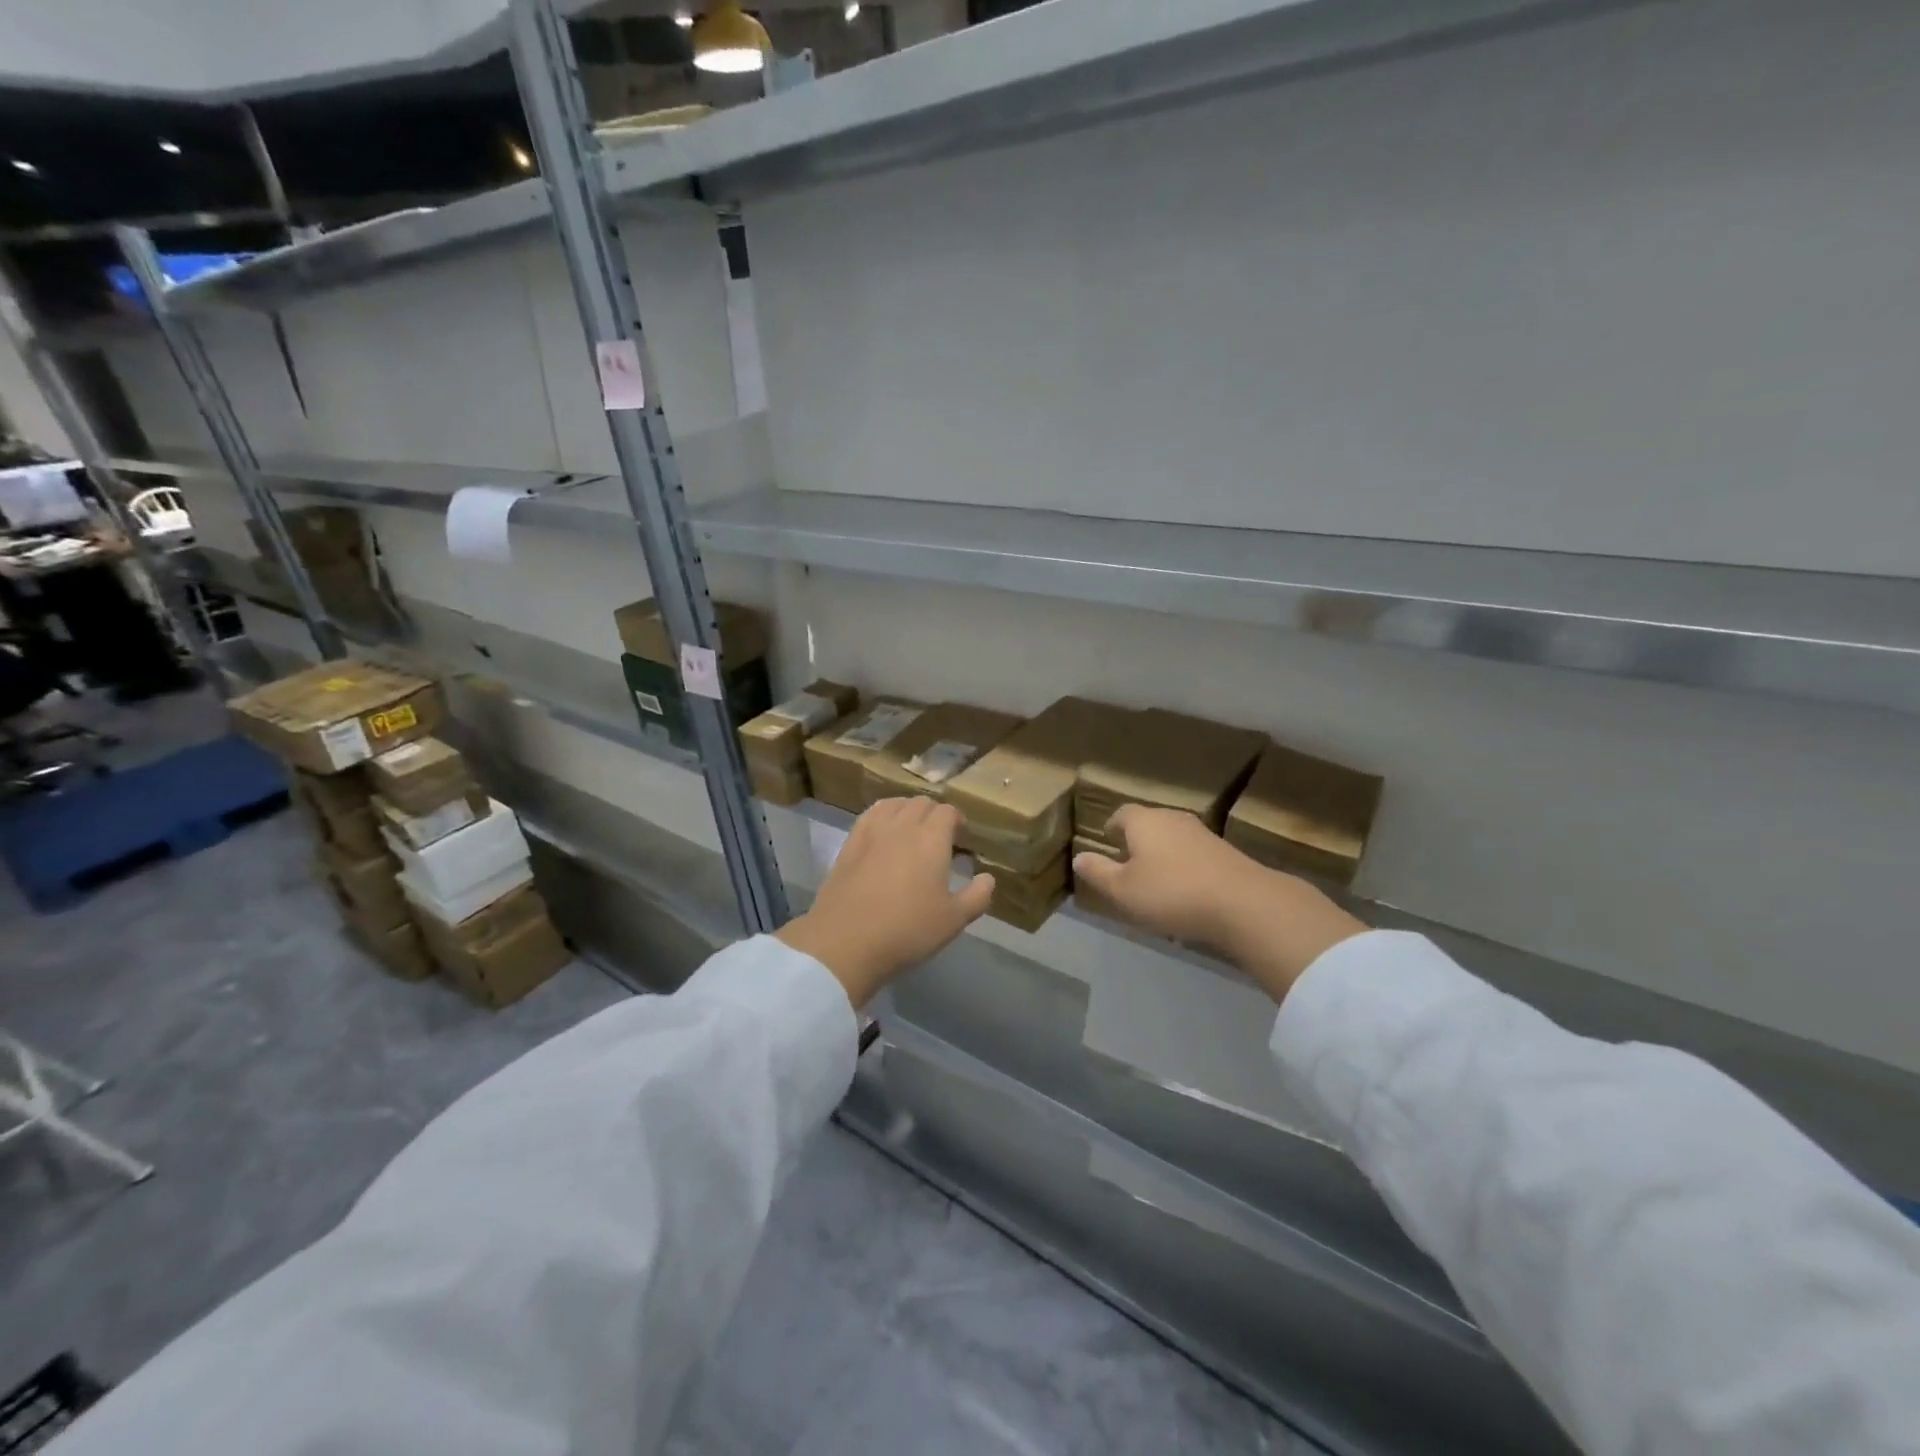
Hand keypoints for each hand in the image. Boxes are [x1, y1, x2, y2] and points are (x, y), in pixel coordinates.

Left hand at [777, 797, 994, 1007]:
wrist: (845, 942)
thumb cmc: (907, 930)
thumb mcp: (953, 920)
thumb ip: (977, 896)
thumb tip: (987, 878)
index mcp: (931, 839)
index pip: (948, 812)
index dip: (957, 820)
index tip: (962, 837)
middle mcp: (902, 826)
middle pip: (921, 803)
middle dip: (934, 814)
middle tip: (940, 836)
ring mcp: (872, 832)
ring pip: (894, 804)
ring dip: (908, 810)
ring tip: (912, 829)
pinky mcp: (849, 843)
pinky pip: (870, 815)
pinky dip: (883, 815)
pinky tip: (883, 832)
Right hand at [1072, 806, 1365, 1002]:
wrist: (1243, 903)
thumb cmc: (1171, 893)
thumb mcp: (1123, 890)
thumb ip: (1099, 873)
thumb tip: (1079, 857)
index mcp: (1144, 821)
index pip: (1122, 814)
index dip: (1112, 826)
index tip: (1107, 839)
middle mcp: (1173, 818)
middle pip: (1149, 822)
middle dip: (1137, 839)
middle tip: (1127, 861)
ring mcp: (1202, 833)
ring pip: (1173, 837)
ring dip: (1162, 853)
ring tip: (1155, 878)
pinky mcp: (1225, 851)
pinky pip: (1194, 853)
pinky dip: (1184, 865)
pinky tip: (1185, 890)